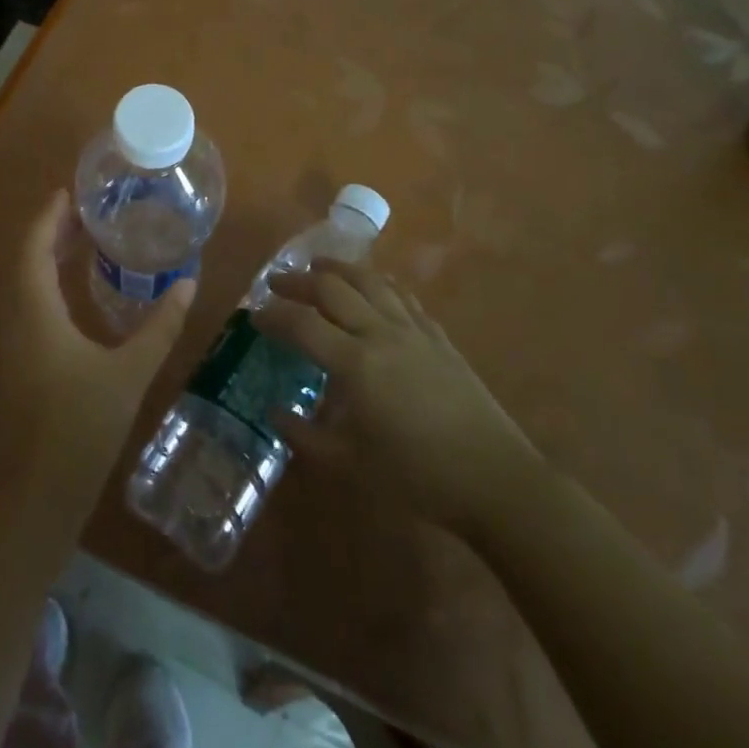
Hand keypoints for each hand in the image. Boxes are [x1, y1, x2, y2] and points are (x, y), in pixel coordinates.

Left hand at [0, 190, 194, 500]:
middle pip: (24, 260)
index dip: (48, 216)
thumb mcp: (129, 373)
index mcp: (35, 312)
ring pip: (22, 283)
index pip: (33, 247)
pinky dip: (44, 282)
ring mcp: (12, 342)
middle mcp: (16, 319)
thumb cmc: (82, 426)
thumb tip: (188, 284)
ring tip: (81, 239)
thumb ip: (160, 326)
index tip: (70, 192)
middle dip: (50, 231)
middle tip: (85, 211)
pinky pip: (26, 304)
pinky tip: (72, 290)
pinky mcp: (17, 361)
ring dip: (45, 256)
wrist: (39, 492)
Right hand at [257, 262, 540, 533]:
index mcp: (355, 365)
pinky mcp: (439, 338)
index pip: (302, 325)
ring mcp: (414, 332)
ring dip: (339, 269)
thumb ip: (306, 437)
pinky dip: (380, 285)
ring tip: (319, 266)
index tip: (252, 314)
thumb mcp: (351, 466)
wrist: (495, 481)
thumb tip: (275, 413)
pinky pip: (404, 298)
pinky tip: (375, 288)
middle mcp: (381, 335)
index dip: (272, 315)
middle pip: (332, 289)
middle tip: (277, 281)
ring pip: (370, 282)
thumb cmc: (418, 478)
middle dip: (298, 281)